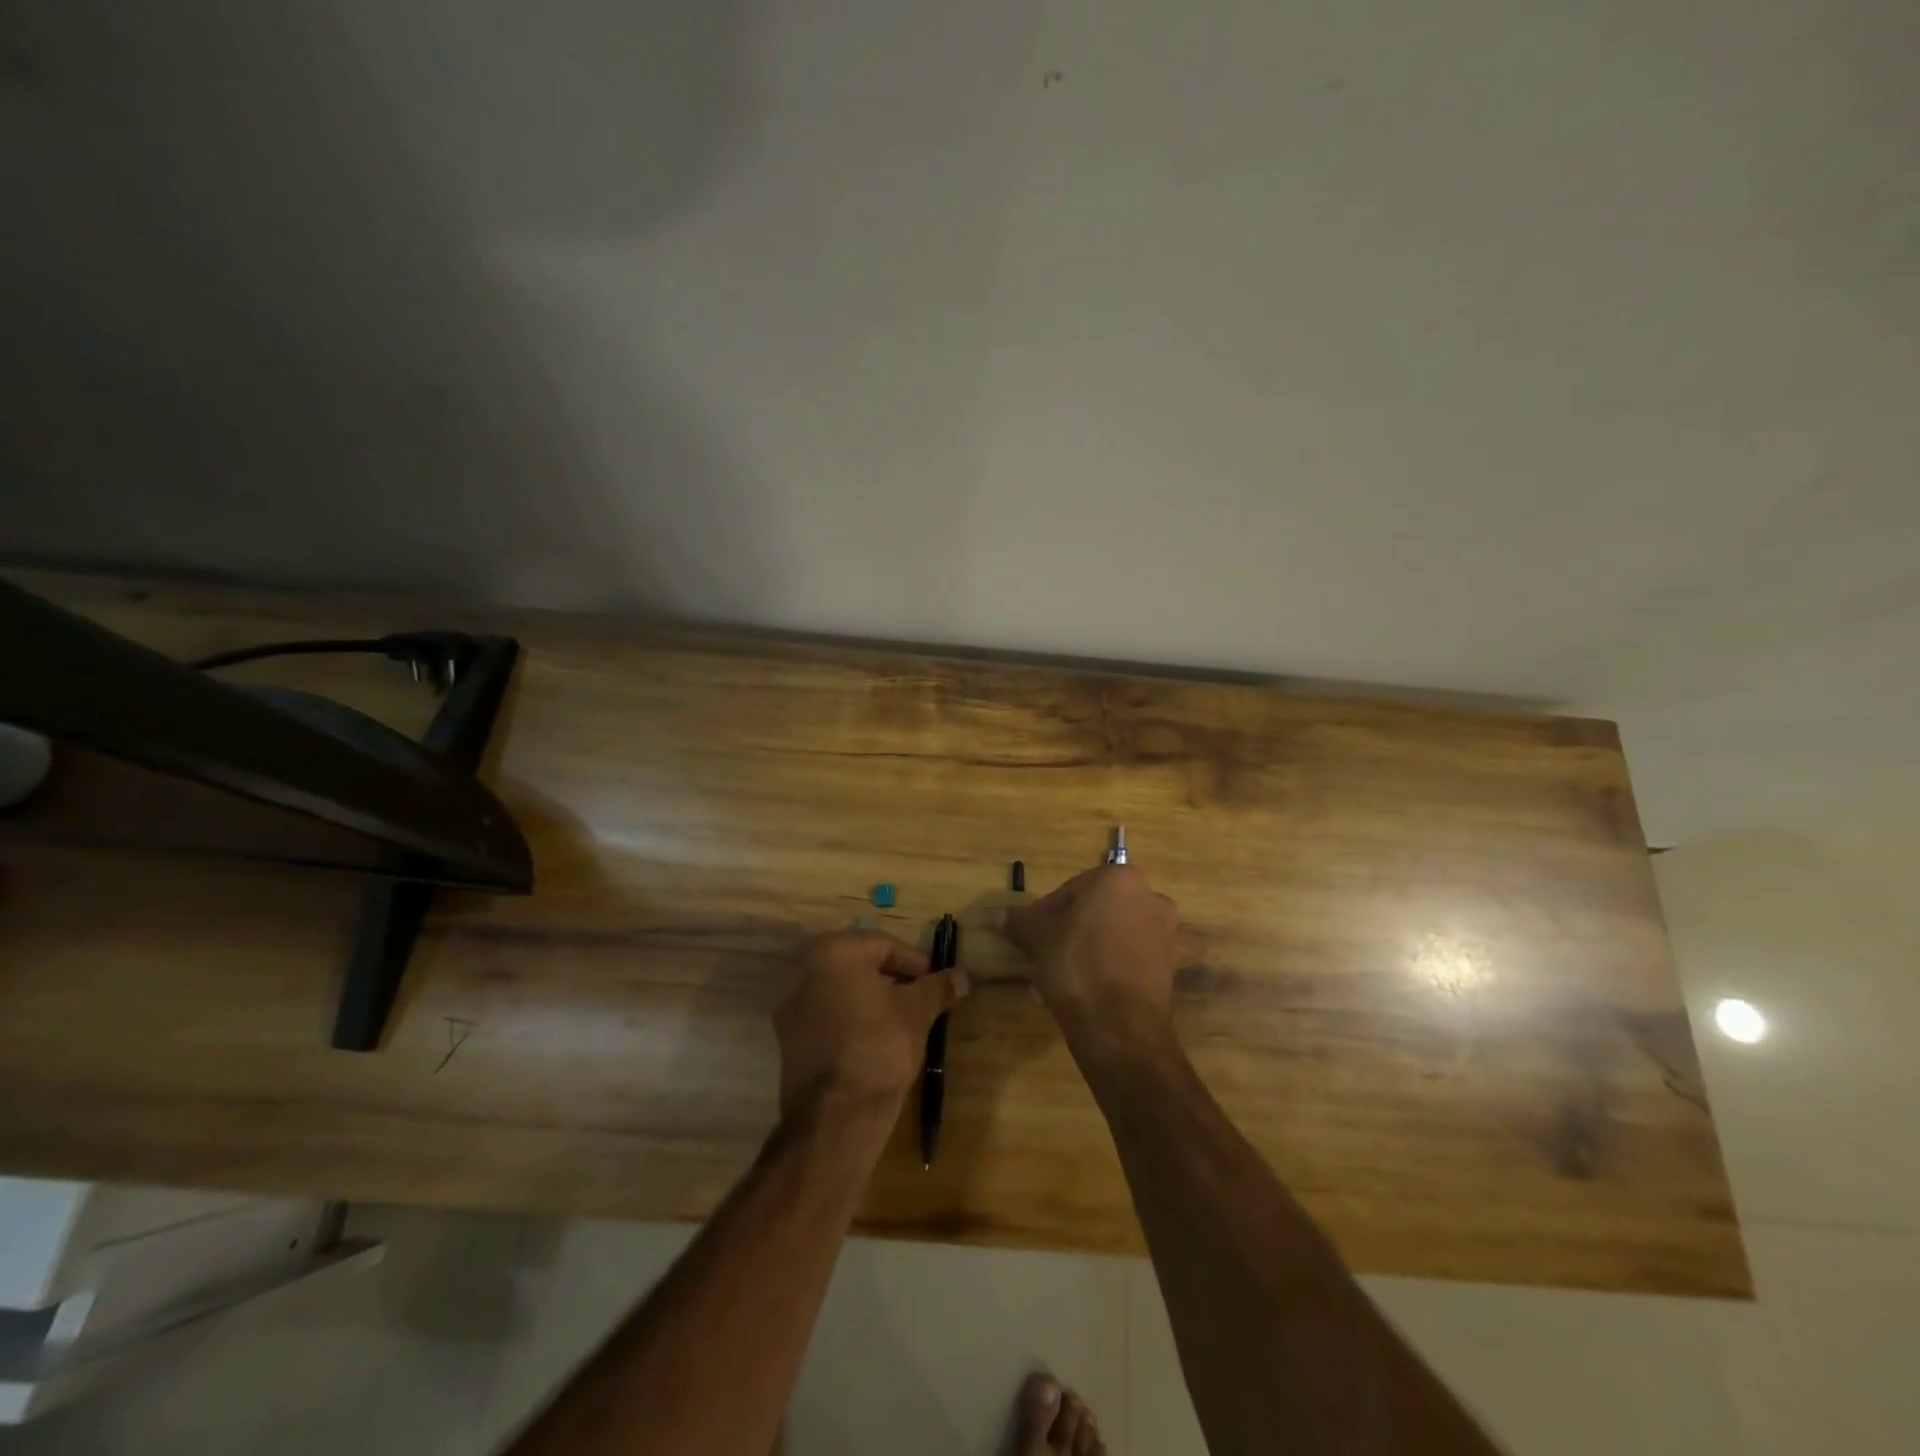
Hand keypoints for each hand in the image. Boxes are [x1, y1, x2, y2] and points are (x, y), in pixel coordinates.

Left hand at [774, 931, 968, 1112]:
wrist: (836, 1115)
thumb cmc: (880, 1047)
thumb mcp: (918, 1012)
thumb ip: (938, 987)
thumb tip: (962, 976)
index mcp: (835, 951)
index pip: (885, 945)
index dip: (916, 962)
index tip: (936, 982)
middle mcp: (805, 969)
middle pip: (859, 964)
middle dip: (892, 979)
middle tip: (920, 998)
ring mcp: (791, 1004)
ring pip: (841, 990)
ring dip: (870, 998)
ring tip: (900, 1021)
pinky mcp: (787, 1037)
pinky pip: (826, 1015)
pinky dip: (849, 1019)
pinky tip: (872, 1040)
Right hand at [1001, 865, 1179, 1048]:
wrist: (1119, 1026)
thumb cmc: (1076, 964)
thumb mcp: (1038, 939)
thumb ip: (1020, 921)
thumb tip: (999, 914)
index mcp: (1120, 879)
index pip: (1071, 890)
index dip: (1045, 913)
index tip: (1030, 936)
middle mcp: (1151, 898)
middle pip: (1094, 913)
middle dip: (1067, 933)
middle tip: (1042, 956)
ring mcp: (1165, 934)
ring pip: (1111, 937)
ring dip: (1084, 953)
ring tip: (1056, 981)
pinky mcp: (1170, 968)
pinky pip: (1127, 960)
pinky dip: (1106, 970)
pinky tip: (1080, 993)